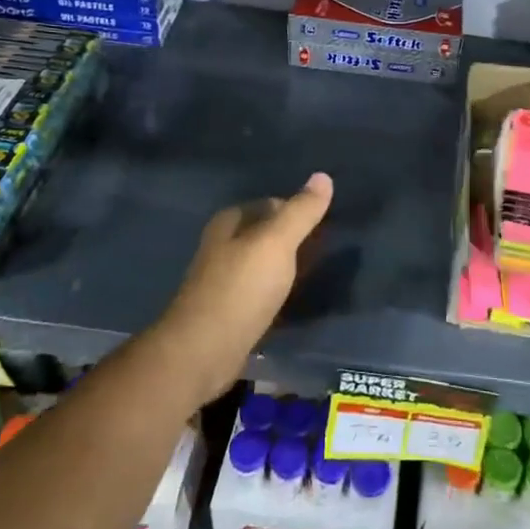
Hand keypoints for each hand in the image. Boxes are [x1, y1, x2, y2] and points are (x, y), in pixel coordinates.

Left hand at [152, 173, 333, 403]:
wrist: (203, 352)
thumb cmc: (241, 289)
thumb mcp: (276, 243)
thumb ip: (300, 211)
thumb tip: (323, 176)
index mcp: (230, 222)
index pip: (271, 204)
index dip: (298, 211)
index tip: (326, 225)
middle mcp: (222, 246)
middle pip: (266, 234)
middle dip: (293, 239)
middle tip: (326, 250)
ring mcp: (223, 280)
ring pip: (263, 263)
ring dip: (286, 267)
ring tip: (316, 273)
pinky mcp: (228, 311)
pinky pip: (260, 291)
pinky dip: (277, 292)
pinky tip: (293, 300)